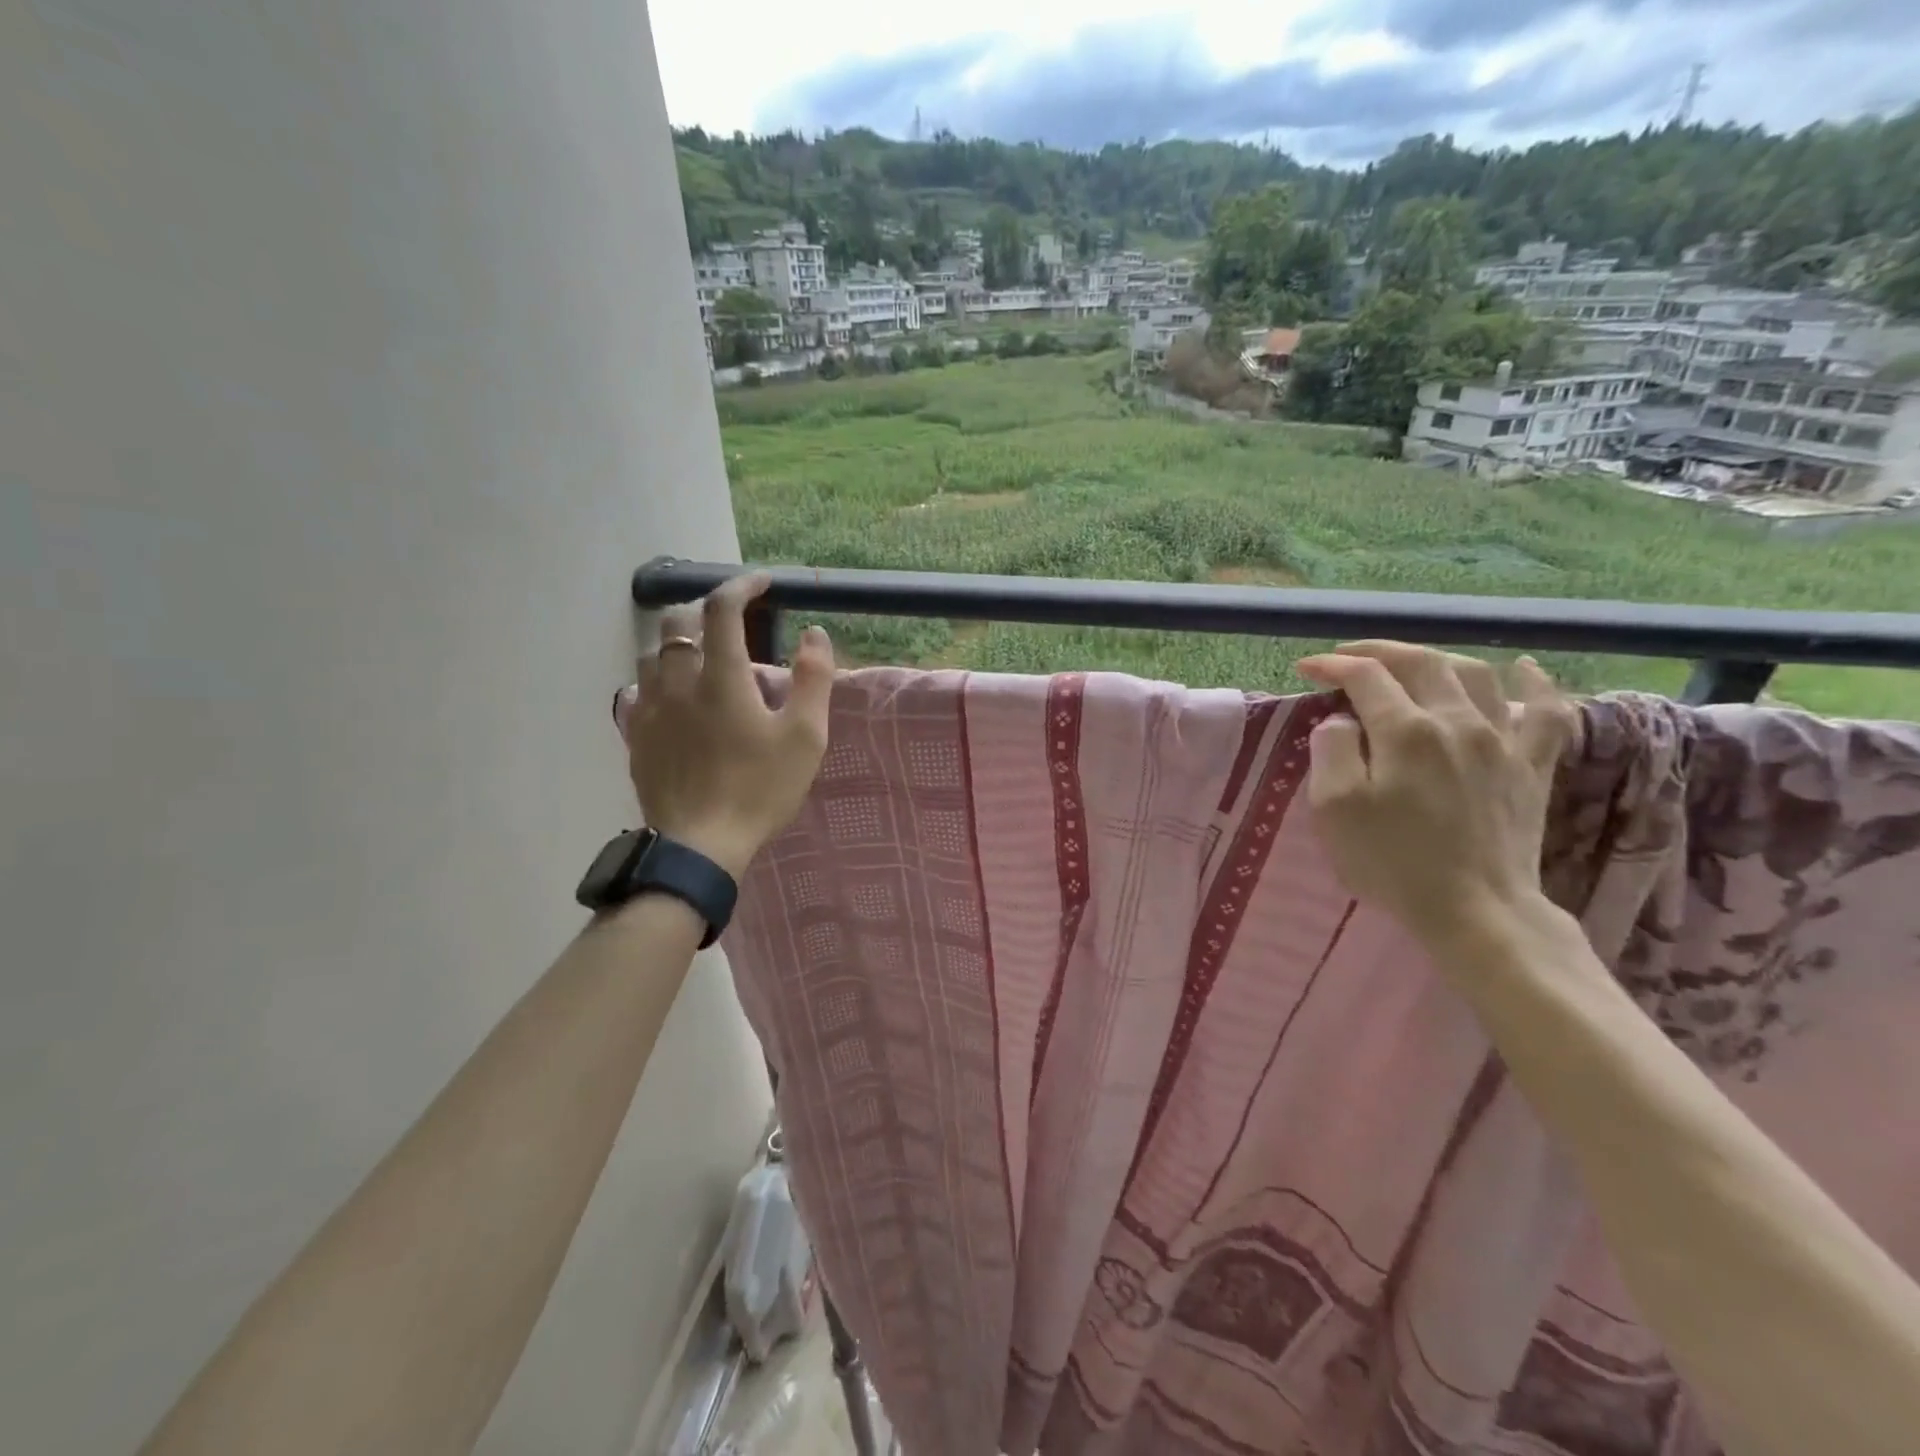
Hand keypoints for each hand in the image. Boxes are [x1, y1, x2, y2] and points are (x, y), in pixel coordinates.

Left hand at [615, 573, 833, 877]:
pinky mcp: (636, 737)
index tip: (763, 583)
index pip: (722, 608)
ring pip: (652, 655)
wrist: (699, 846)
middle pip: (676, 623)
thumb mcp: (805, 736)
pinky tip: (672, 696)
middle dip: (704, 610)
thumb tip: (814, 633)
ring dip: (677, 644)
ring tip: (701, 657)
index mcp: (721, 676)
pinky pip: (638, 691)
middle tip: (732, 622)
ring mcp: (650, 710)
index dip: (743, 585)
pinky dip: (658, 680)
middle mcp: (677, 682)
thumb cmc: (759, 789)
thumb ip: (813, 679)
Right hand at [1296, 642, 1576, 945]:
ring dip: (1439, 659)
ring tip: (1413, 663)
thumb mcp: (1335, 809)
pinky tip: (1524, 668)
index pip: (1366, 676)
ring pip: (1477, 675)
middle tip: (1350, 655)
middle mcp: (1457, 722)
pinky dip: (1536, 684)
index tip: (1307, 668)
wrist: (1476, 912)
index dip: (1333, 665)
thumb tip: (1341, 721)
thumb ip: (1331, 751)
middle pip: (1421, 662)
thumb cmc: (1393, 862)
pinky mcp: (1532, 767)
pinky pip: (1547, 713)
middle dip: (1380, 650)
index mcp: (1405, 731)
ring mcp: (1502, 742)